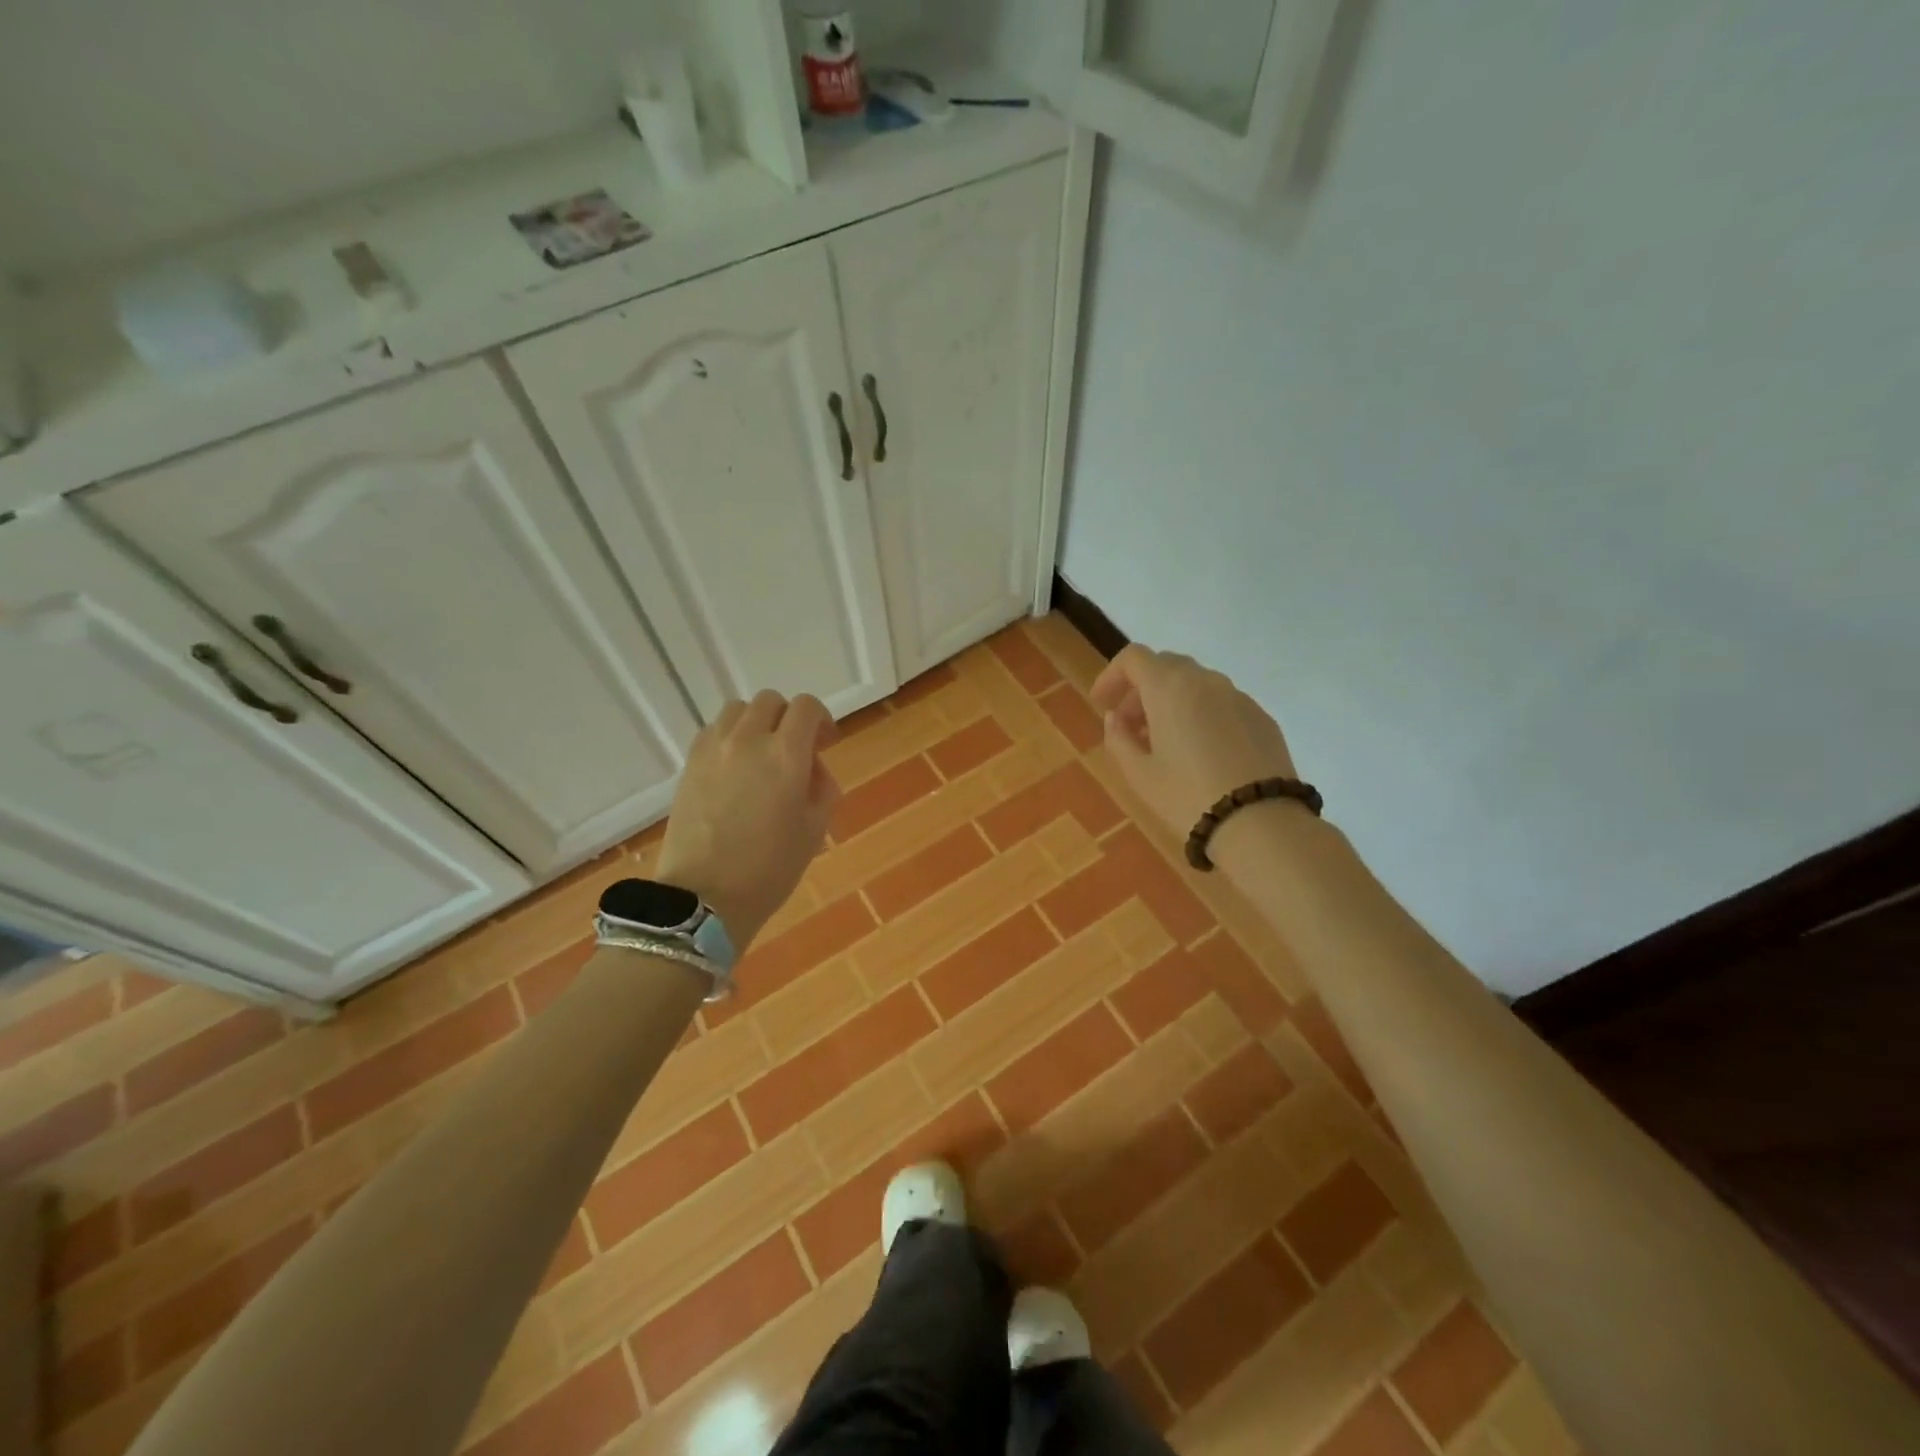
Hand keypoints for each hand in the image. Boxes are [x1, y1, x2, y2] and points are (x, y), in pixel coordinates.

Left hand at [656, 691, 840, 951]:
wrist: (705, 897)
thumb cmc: (770, 869)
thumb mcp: (814, 829)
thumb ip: (821, 787)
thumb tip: (811, 769)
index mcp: (786, 755)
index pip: (807, 707)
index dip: (822, 719)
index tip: (825, 743)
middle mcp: (748, 740)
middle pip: (771, 702)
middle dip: (789, 719)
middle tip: (796, 750)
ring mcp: (714, 749)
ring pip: (738, 710)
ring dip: (757, 723)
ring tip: (761, 755)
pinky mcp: (690, 764)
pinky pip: (714, 731)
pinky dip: (730, 737)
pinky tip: (735, 767)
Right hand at [1091, 645, 1303, 857]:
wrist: (1261, 824)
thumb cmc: (1188, 796)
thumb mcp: (1139, 774)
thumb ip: (1119, 738)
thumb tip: (1115, 718)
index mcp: (1170, 688)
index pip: (1134, 658)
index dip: (1111, 675)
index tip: (1101, 704)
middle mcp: (1206, 681)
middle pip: (1166, 666)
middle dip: (1141, 689)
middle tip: (1129, 725)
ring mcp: (1239, 697)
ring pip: (1196, 684)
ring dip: (1172, 702)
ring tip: (1164, 742)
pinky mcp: (1262, 718)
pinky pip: (1222, 703)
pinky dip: (1201, 714)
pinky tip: (1201, 752)